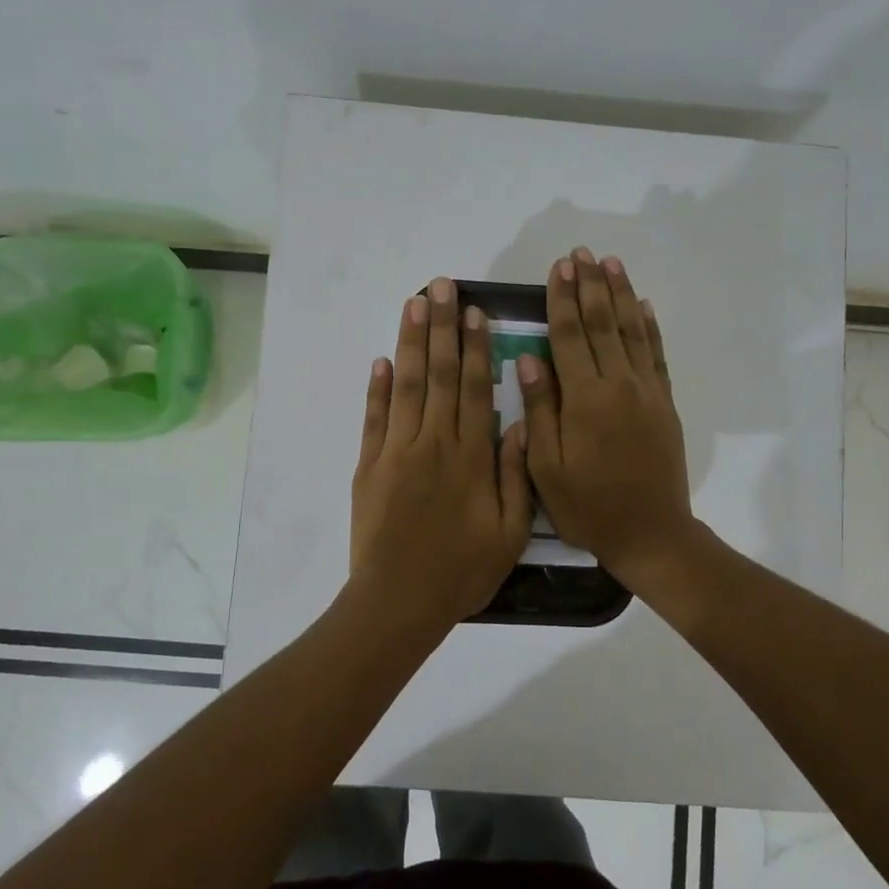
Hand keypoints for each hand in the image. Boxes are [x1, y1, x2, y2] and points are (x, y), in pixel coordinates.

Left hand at [350, 278, 532, 627]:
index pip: (472, 387)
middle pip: (437, 374)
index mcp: (470, 456)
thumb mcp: (509, 531)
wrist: (399, 601)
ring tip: (413, 304)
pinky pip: (373, 419)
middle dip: (440, 326)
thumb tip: (520, 421)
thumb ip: (516, 474)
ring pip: (404, 386)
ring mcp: (395, 452)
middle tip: (440, 286)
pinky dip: (376, 388)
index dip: (473, 346)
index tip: (473, 311)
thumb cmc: (462, 571)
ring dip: (409, 343)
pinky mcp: (368, 467)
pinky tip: (381, 360)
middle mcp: (432, 443)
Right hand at [517, 249, 696, 589]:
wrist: (651, 534)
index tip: (559, 268)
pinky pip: (656, 355)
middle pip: (603, 323)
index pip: (570, 336)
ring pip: (632, 331)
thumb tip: (529, 360)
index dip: (562, 299)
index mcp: (585, 399)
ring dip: (621, 294)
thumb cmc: (588, 506)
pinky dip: (650, 327)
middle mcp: (619, 385)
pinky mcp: (665, 404)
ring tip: (611, 263)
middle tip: (582, 253)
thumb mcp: (546, 468)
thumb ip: (540, 410)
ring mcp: (647, 392)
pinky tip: (644, 305)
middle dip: (590, 286)